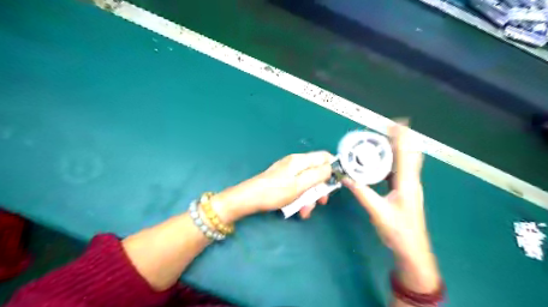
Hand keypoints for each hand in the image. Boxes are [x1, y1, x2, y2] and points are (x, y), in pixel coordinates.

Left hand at [212, 152, 333, 222]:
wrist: (250, 198)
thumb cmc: (276, 192)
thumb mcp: (300, 185)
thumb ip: (318, 175)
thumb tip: (331, 167)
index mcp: (300, 160)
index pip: (324, 156)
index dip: (333, 167)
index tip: (336, 182)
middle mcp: (296, 163)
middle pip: (316, 171)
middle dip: (320, 188)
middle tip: (321, 202)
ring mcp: (289, 171)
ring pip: (307, 182)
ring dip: (310, 197)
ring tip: (305, 211)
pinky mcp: (283, 179)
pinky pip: (298, 186)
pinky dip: (300, 197)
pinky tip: (298, 209)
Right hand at [344, 122, 439, 292]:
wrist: (412, 249)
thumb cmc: (398, 231)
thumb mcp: (377, 211)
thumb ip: (362, 193)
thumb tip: (346, 178)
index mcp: (407, 183)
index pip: (405, 155)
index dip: (401, 138)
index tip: (397, 123)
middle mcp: (411, 181)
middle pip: (408, 154)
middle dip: (400, 140)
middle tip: (388, 129)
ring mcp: (409, 186)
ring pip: (405, 162)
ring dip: (397, 149)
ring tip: (384, 140)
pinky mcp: (405, 191)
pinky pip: (400, 170)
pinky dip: (393, 160)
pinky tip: (384, 160)